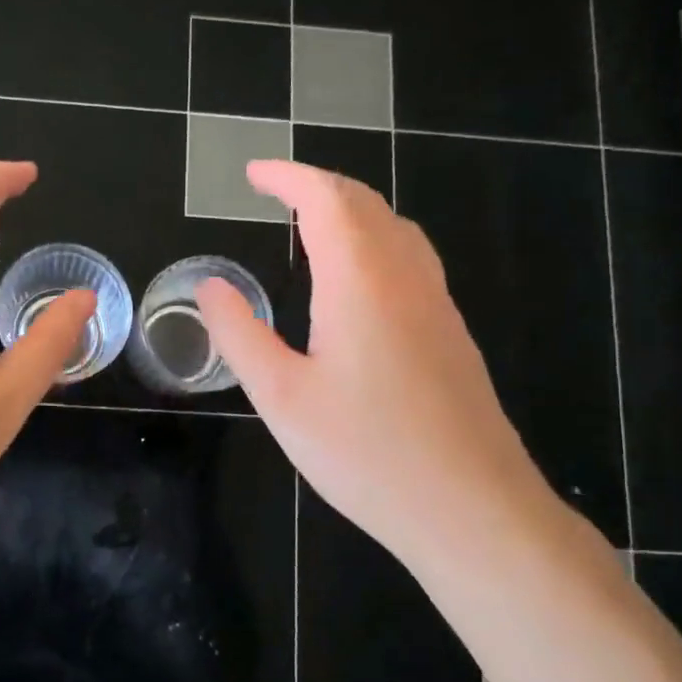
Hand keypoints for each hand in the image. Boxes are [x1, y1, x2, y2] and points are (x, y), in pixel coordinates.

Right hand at [194, 160, 561, 573]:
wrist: (471, 508)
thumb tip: (209, 287)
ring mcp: (437, 304)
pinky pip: (411, 259)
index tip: (252, 173)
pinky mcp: (451, 333)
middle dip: (318, 185)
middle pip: (365, 203)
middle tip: (275, 192)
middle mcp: (405, 277)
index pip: (325, 199)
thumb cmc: (366, 453)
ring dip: (352, 210)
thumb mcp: (281, 397)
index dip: (287, 176)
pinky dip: (375, 241)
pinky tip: (358, 281)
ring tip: (312, 226)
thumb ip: (240, 334)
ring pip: (396, 228)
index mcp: (360, 280)